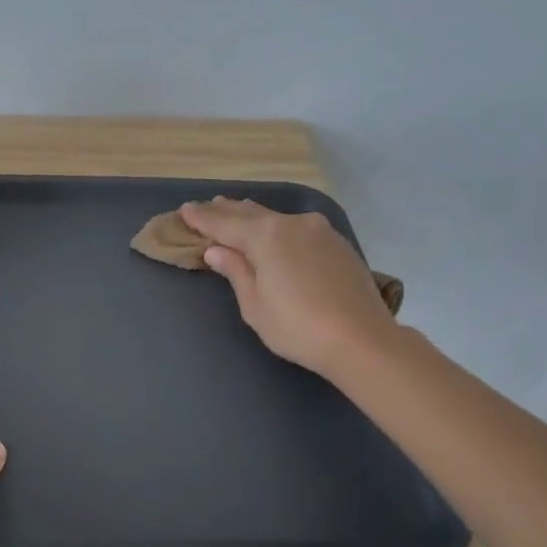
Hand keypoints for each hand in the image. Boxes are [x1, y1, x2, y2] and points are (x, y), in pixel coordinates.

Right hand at [180, 197, 398, 374]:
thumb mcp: (255, 305)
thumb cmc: (297, 327)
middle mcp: (291, 224)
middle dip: (226, 212)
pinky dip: (277, 227)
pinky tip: (273, 231)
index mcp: (265, 236)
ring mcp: (318, 231)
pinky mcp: (336, 243)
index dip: (202, 219)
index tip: (184, 211)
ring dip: (253, 216)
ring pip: (276, 218)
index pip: (224, 224)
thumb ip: (236, 271)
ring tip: (235, 210)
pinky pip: (296, 227)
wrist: (361, 340)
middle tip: (206, 207)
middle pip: (251, 214)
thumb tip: (217, 251)